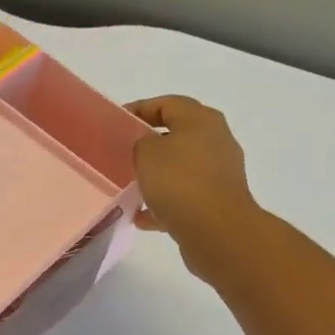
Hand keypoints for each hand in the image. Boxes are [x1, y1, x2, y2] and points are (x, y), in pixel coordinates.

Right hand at [128, 95, 259, 281]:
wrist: (216, 231)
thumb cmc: (180, 182)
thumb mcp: (147, 152)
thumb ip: (140, 142)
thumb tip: (146, 148)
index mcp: (201, 120)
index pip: (167, 104)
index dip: (140, 109)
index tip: (116, 122)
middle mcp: (215, 142)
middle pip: (177, 136)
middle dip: (149, 145)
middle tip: (122, 154)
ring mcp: (218, 174)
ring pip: (180, 170)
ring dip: (156, 178)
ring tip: (130, 187)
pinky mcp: (216, 204)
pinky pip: (184, 199)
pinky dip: (163, 205)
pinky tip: (141, 217)